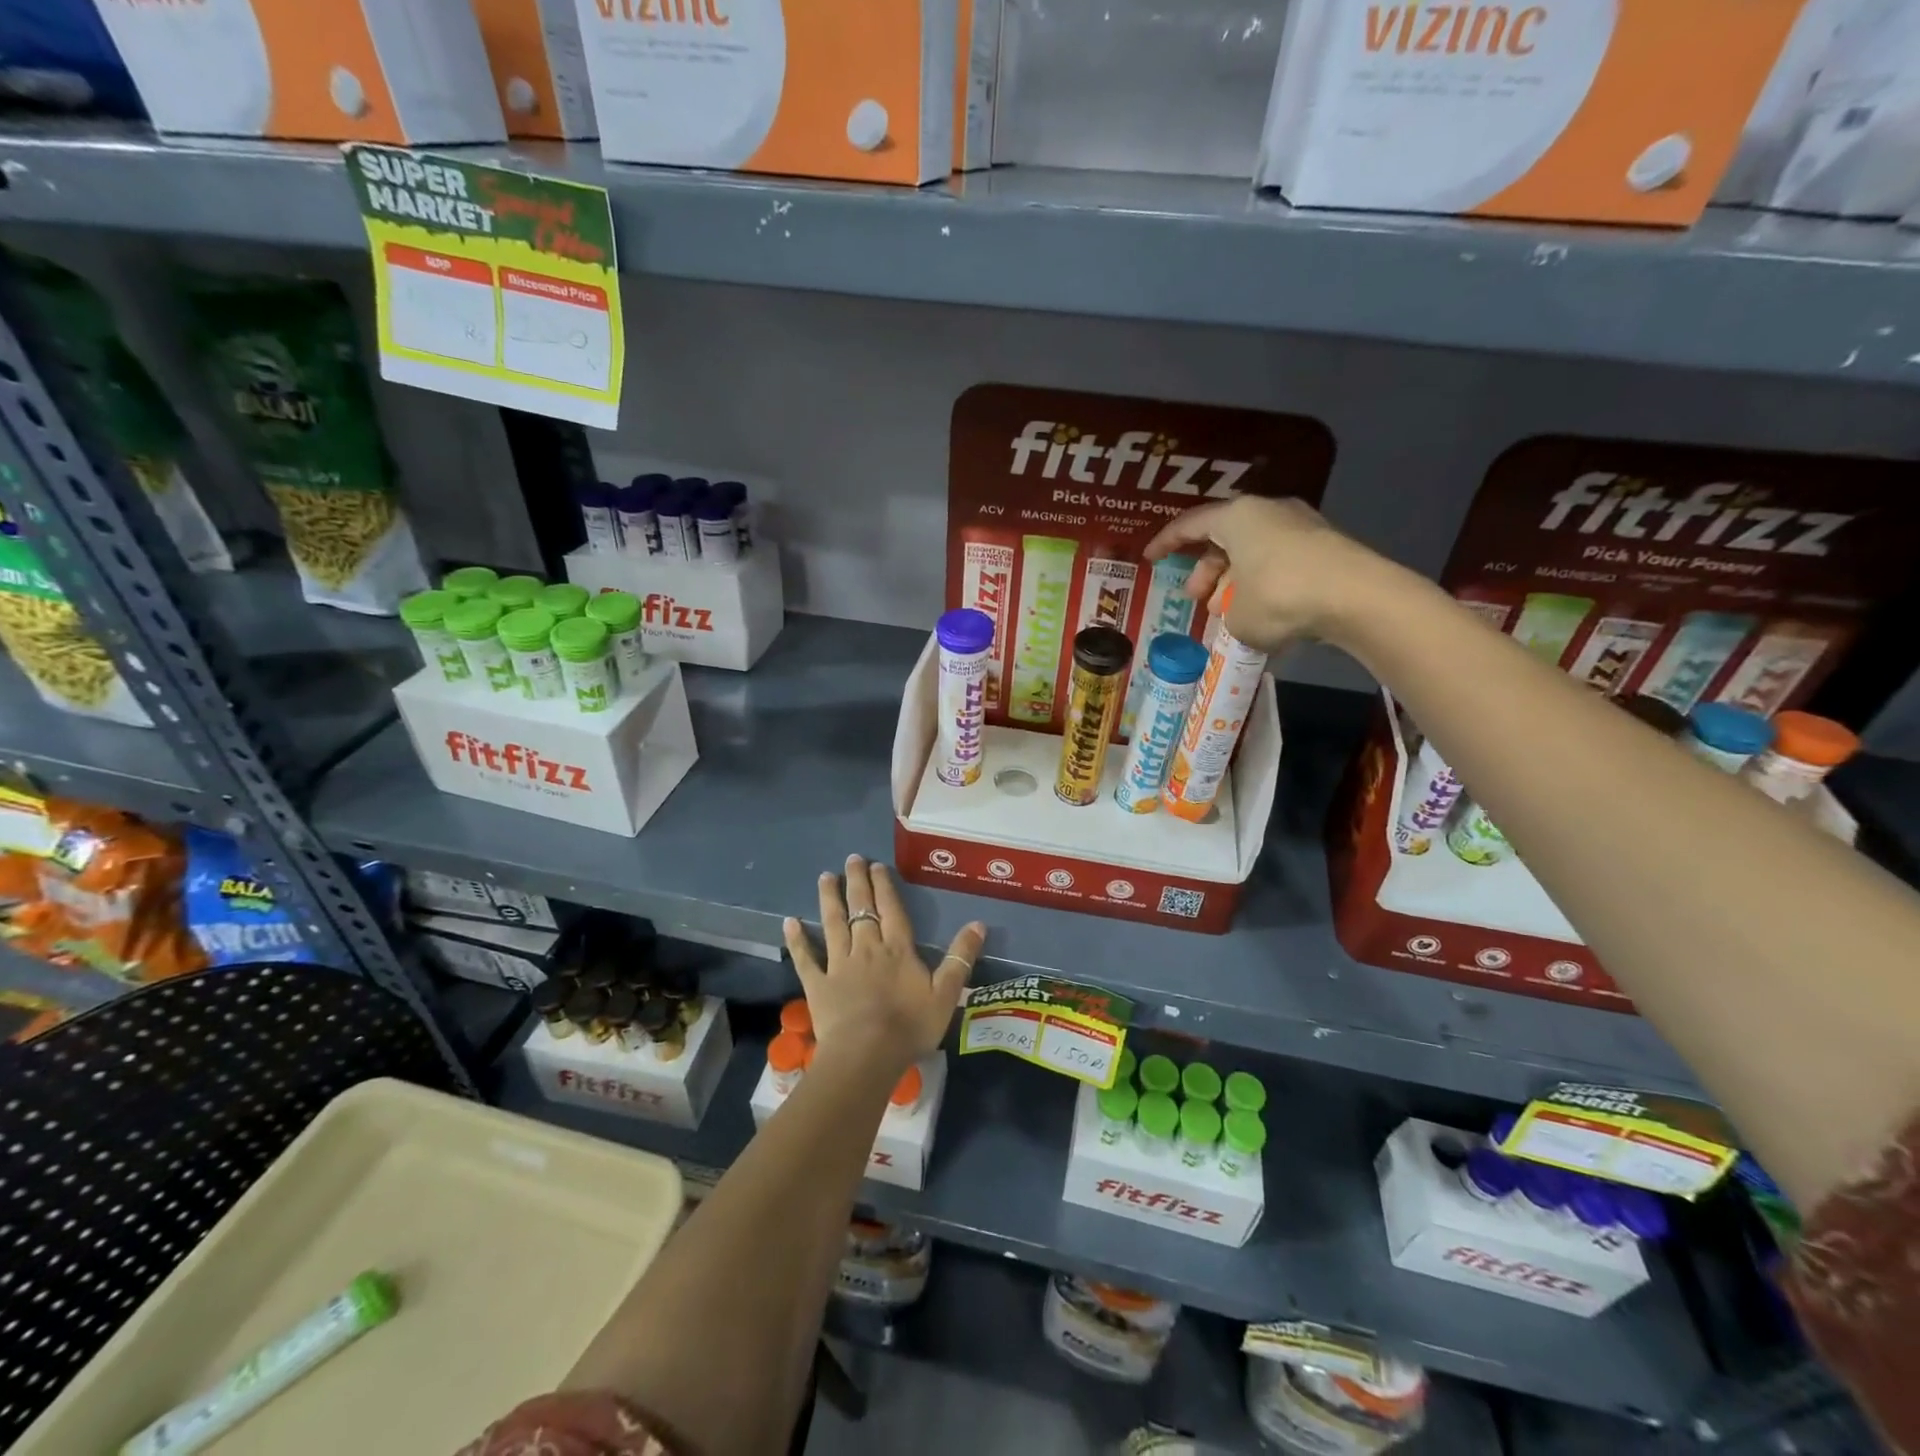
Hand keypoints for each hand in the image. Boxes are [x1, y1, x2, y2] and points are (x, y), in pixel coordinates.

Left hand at [783, 856, 985, 1077]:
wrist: (867, 1055)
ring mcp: (839, 964)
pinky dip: (797, 940)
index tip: (877, 865)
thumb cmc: (910, 1026)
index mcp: (897, 949)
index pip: (891, 909)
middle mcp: (867, 948)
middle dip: (857, 882)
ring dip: (829, 899)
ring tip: (825, 876)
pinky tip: (789, 922)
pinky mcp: (818, 985)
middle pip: (861, 908)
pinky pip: (806, 958)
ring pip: (833, 924)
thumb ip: (961, 957)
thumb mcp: (946, 993)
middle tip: (851, 859)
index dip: (884, 886)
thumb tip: (979, 923)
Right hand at [1142, 495, 1408, 652]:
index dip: (1166, 543)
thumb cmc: (1279, 597)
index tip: (1150, 558)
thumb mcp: (1237, 616)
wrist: (1356, 597)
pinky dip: (1262, 585)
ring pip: (1253, 551)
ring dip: (1234, 581)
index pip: (1190, 525)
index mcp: (1237, 516)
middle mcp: (1268, 512)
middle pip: (1224, 538)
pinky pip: (1279, 563)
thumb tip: (1239, 614)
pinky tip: (1260, 614)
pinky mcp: (1324, 547)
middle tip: (1195, 599)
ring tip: (1224, 612)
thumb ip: (1227, 612)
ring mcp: (1301, 526)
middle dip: (1206, 571)